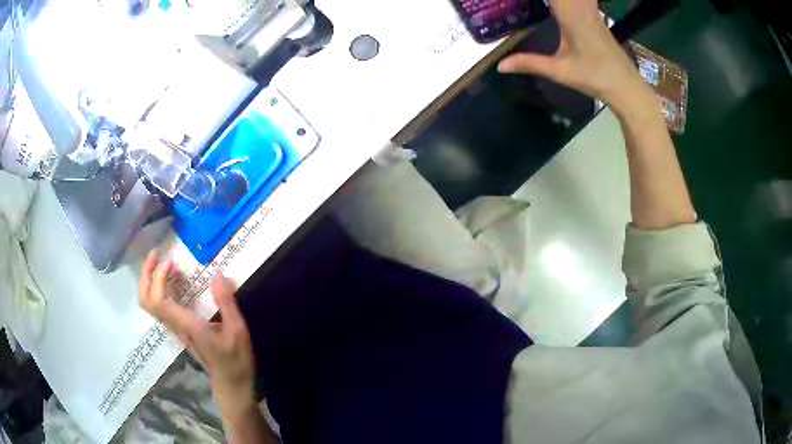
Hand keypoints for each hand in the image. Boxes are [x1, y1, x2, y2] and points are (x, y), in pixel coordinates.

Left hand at [139, 251, 255, 415]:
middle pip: (147, 301)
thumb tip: (217, 272)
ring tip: (163, 264)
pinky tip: (173, 281)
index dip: (158, 277)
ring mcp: (175, 329)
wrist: (231, 385)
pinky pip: (160, 306)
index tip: (171, 261)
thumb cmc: (236, 360)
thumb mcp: (237, 330)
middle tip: (156, 254)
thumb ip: (226, 301)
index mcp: (187, 326)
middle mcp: (175, 327)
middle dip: (146, 275)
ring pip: (150, 304)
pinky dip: (159, 289)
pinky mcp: (179, 330)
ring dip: (150, 281)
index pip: (159, 300)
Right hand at [498, 0, 650, 109]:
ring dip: (562, 0)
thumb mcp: (560, 71)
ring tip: (549, 8)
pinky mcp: (596, 17)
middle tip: (532, 5)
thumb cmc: (594, 77)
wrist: (626, 86)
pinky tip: (564, 6)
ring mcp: (591, 11)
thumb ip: (529, 63)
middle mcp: (581, 8)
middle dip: (553, 0)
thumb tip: (500, 66)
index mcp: (571, 16)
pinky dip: (573, 1)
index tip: (522, 1)